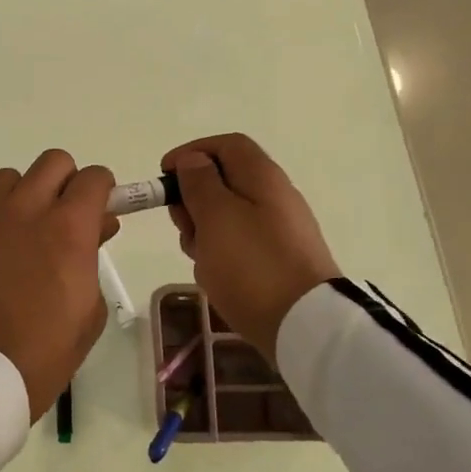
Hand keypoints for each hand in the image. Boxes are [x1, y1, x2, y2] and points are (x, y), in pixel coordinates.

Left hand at [0, 150, 118, 420]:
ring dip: (22, 196)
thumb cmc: (42, 352)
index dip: (101, 190)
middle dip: (65, 183)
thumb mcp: (88, 310)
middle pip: (53, 162)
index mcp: (68, 229)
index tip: (97, 209)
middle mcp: (25, 208)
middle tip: (61, 217)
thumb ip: (92, 256)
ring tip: (17, 233)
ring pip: (9, 177)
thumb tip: (94, 227)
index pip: (93, 178)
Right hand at [159, 134, 339, 364]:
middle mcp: (274, 197)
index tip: (164, 176)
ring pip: (227, 217)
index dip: (191, 153)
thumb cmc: (252, 264)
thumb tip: (194, 160)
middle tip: (182, 224)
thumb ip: (200, 183)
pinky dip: (220, 254)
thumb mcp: (216, 216)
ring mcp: (278, 231)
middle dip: (193, 199)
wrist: (306, 326)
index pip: (225, 145)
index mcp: (262, 177)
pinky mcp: (277, 261)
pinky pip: (239, 246)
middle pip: (224, 181)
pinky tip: (215, 277)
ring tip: (199, 257)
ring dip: (203, 231)